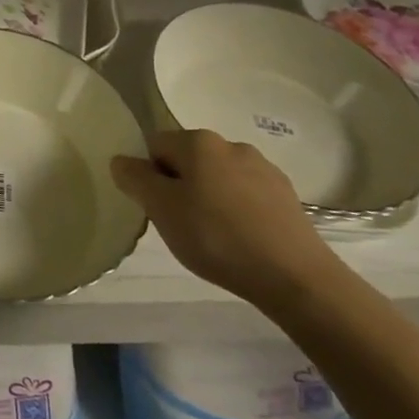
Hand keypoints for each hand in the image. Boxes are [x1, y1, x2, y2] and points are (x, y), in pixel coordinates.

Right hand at [111, 128, 342, 312]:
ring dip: (209, 198)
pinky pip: (246, 195)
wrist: (297, 278)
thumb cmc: (217, 237)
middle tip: (182, 224)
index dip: (149, 176)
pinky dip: (237, 211)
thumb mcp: (161, 209)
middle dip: (180, 186)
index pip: (155, 146)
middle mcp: (230, 144)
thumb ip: (135, 179)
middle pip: (188, 160)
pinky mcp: (287, 195)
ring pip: (218, 177)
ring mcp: (263, 168)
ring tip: (214, 237)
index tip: (158, 209)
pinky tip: (242, 240)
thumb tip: (122, 160)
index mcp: (197, 141)